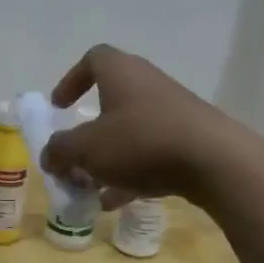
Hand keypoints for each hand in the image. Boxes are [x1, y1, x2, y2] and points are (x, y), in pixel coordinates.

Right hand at [39, 45, 248, 207]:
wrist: (214, 161)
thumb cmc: (141, 142)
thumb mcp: (87, 149)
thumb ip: (61, 151)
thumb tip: (49, 155)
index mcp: (121, 73)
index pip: (93, 59)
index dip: (72, 80)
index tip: (60, 107)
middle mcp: (147, 84)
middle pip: (111, 101)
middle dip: (88, 132)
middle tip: (74, 156)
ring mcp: (172, 112)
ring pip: (130, 131)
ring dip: (107, 158)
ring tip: (90, 187)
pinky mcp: (190, 139)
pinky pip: (151, 153)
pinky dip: (131, 173)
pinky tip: (116, 203)